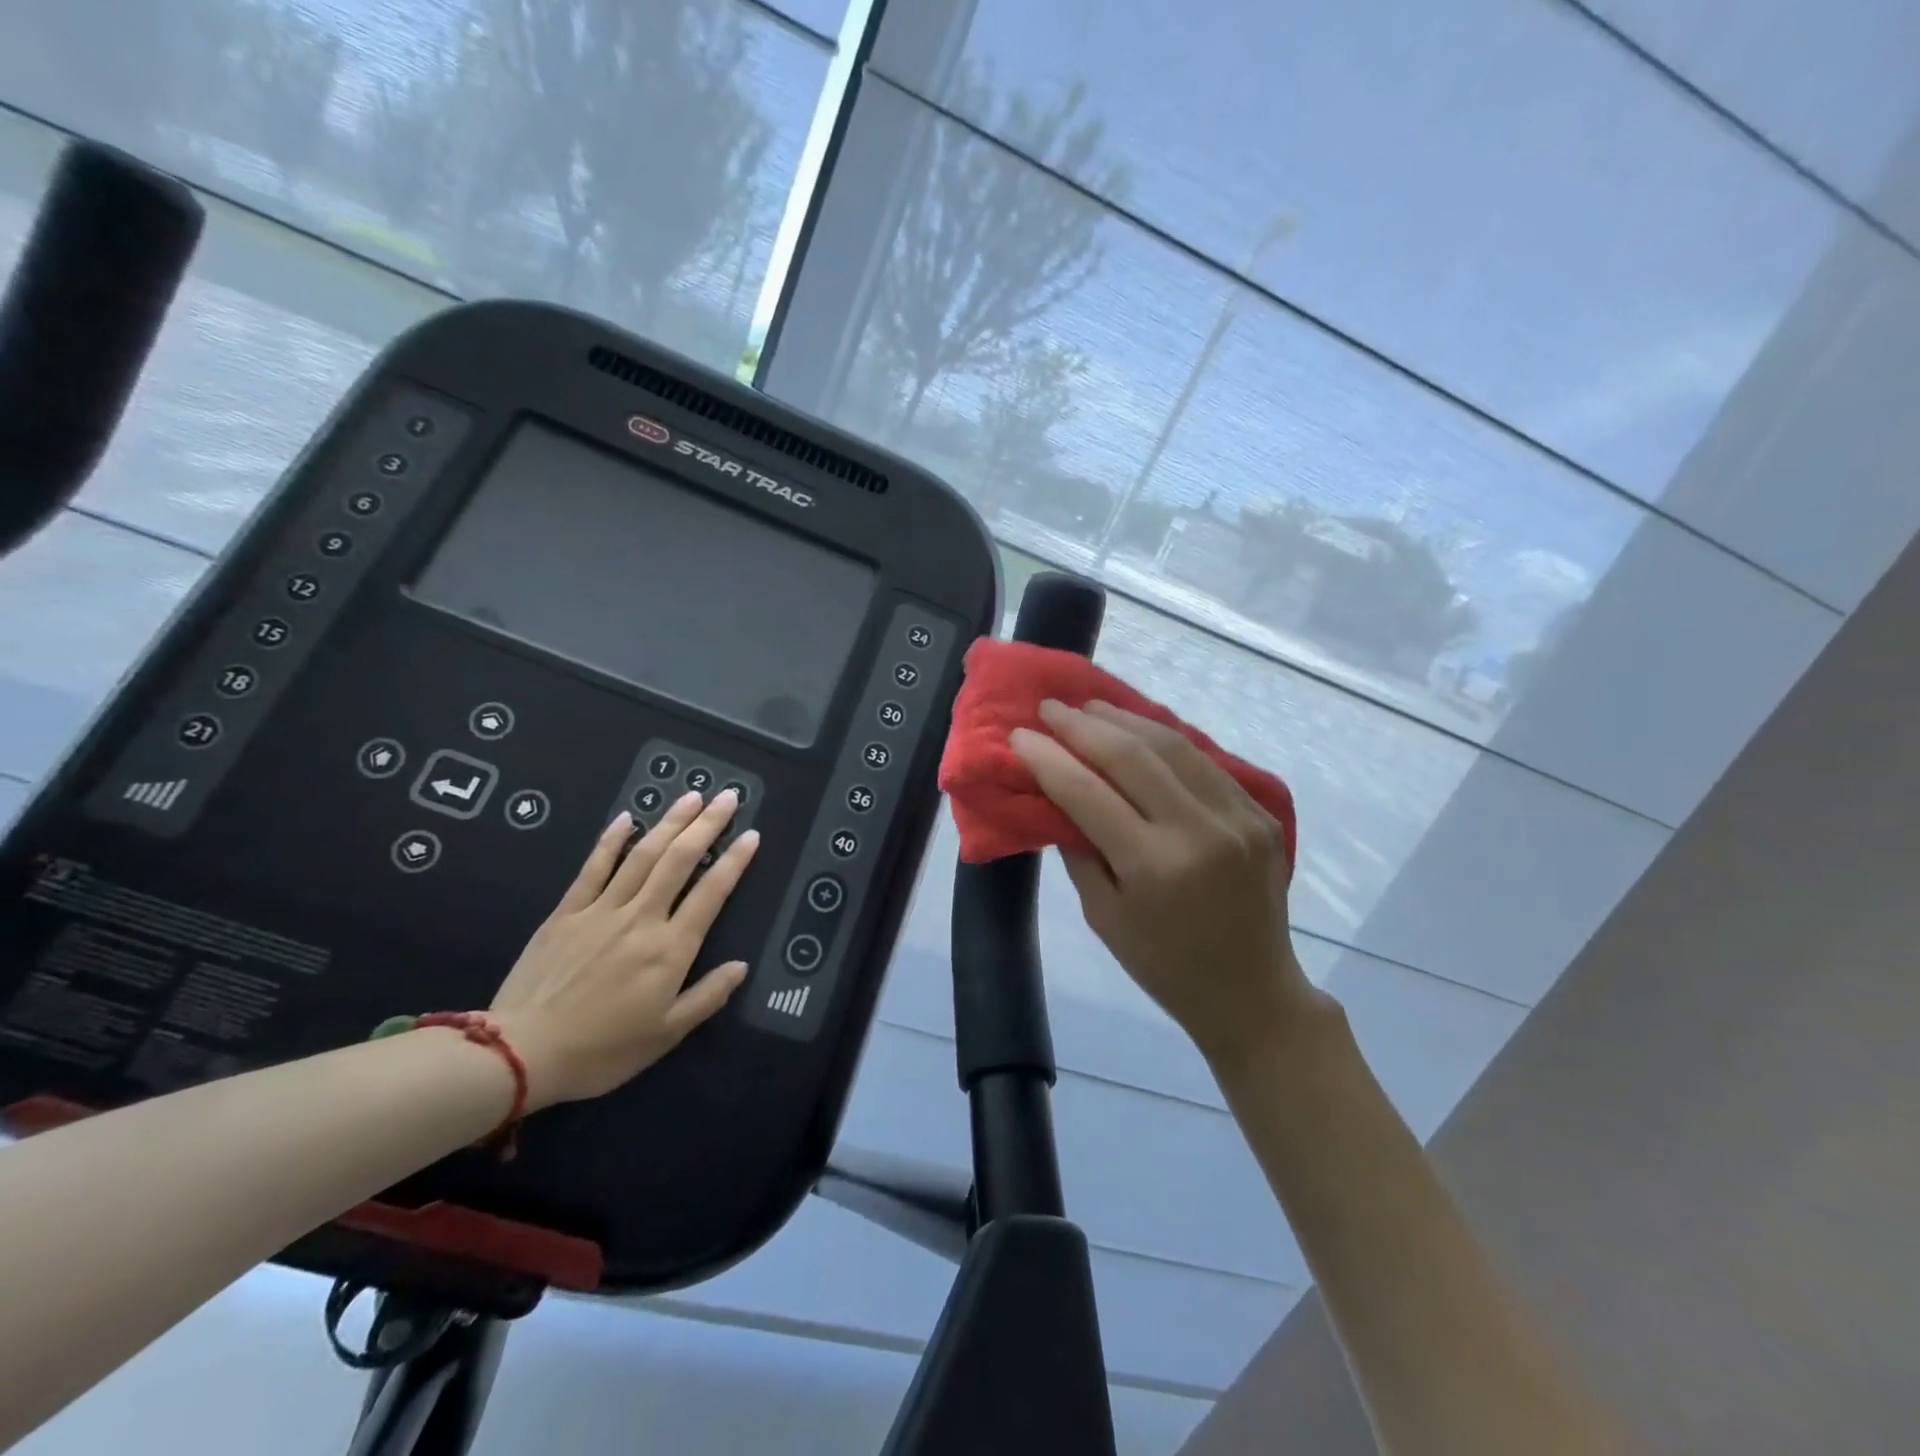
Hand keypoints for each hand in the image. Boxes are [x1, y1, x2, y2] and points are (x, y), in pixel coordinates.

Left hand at [488, 791, 759, 1108]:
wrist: (521, 1053)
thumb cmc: (602, 1050)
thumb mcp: (665, 1035)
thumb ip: (708, 997)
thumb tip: (742, 965)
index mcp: (670, 949)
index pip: (711, 893)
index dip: (735, 861)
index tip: (752, 834)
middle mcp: (641, 918)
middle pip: (679, 860)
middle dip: (707, 825)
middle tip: (727, 797)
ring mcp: (602, 910)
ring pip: (643, 855)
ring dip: (669, 822)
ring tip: (691, 796)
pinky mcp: (567, 912)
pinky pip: (593, 868)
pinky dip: (611, 840)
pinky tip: (627, 817)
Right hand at [1011, 699, 1323, 1070]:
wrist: (1252, 992)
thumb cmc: (1163, 964)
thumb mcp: (1102, 916)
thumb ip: (1079, 849)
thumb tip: (1057, 794)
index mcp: (1154, 867)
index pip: (1087, 792)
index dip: (1048, 757)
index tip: (1019, 734)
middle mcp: (1199, 832)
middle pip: (1131, 755)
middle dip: (1082, 725)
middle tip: (1050, 707)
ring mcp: (1238, 817)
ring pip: (1173, 745)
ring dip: (1125, 719)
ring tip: (1091, 707)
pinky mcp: (1260, 813)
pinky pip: (1205, 761)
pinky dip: (1166, 740)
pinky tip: (1140, 730)